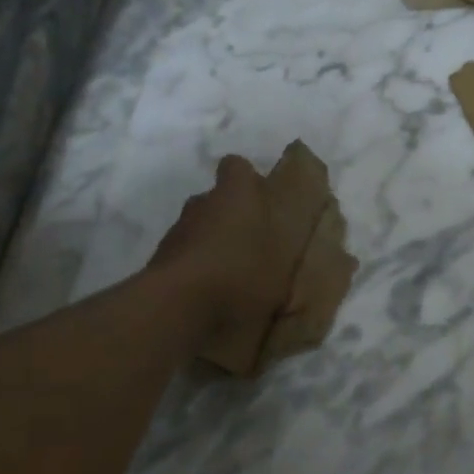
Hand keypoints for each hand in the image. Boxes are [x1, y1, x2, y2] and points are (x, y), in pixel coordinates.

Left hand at [148, 155, 287, 344]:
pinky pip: (184, 253)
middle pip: (216, 198)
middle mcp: (203, 203)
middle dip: (231, 214)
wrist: (177, 307)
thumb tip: (312, 255)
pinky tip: (210, 291)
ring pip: (198, 226)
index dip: (247, 180)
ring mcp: (177, 230)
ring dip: (211, 241)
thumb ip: (293, 256)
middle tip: (251, 243)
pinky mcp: (160, 258)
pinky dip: (195, 265)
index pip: (237, 167)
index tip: (262, 200)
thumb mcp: (284, 270)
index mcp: (237, 194)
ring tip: (230, 272)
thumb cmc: (241, 275)